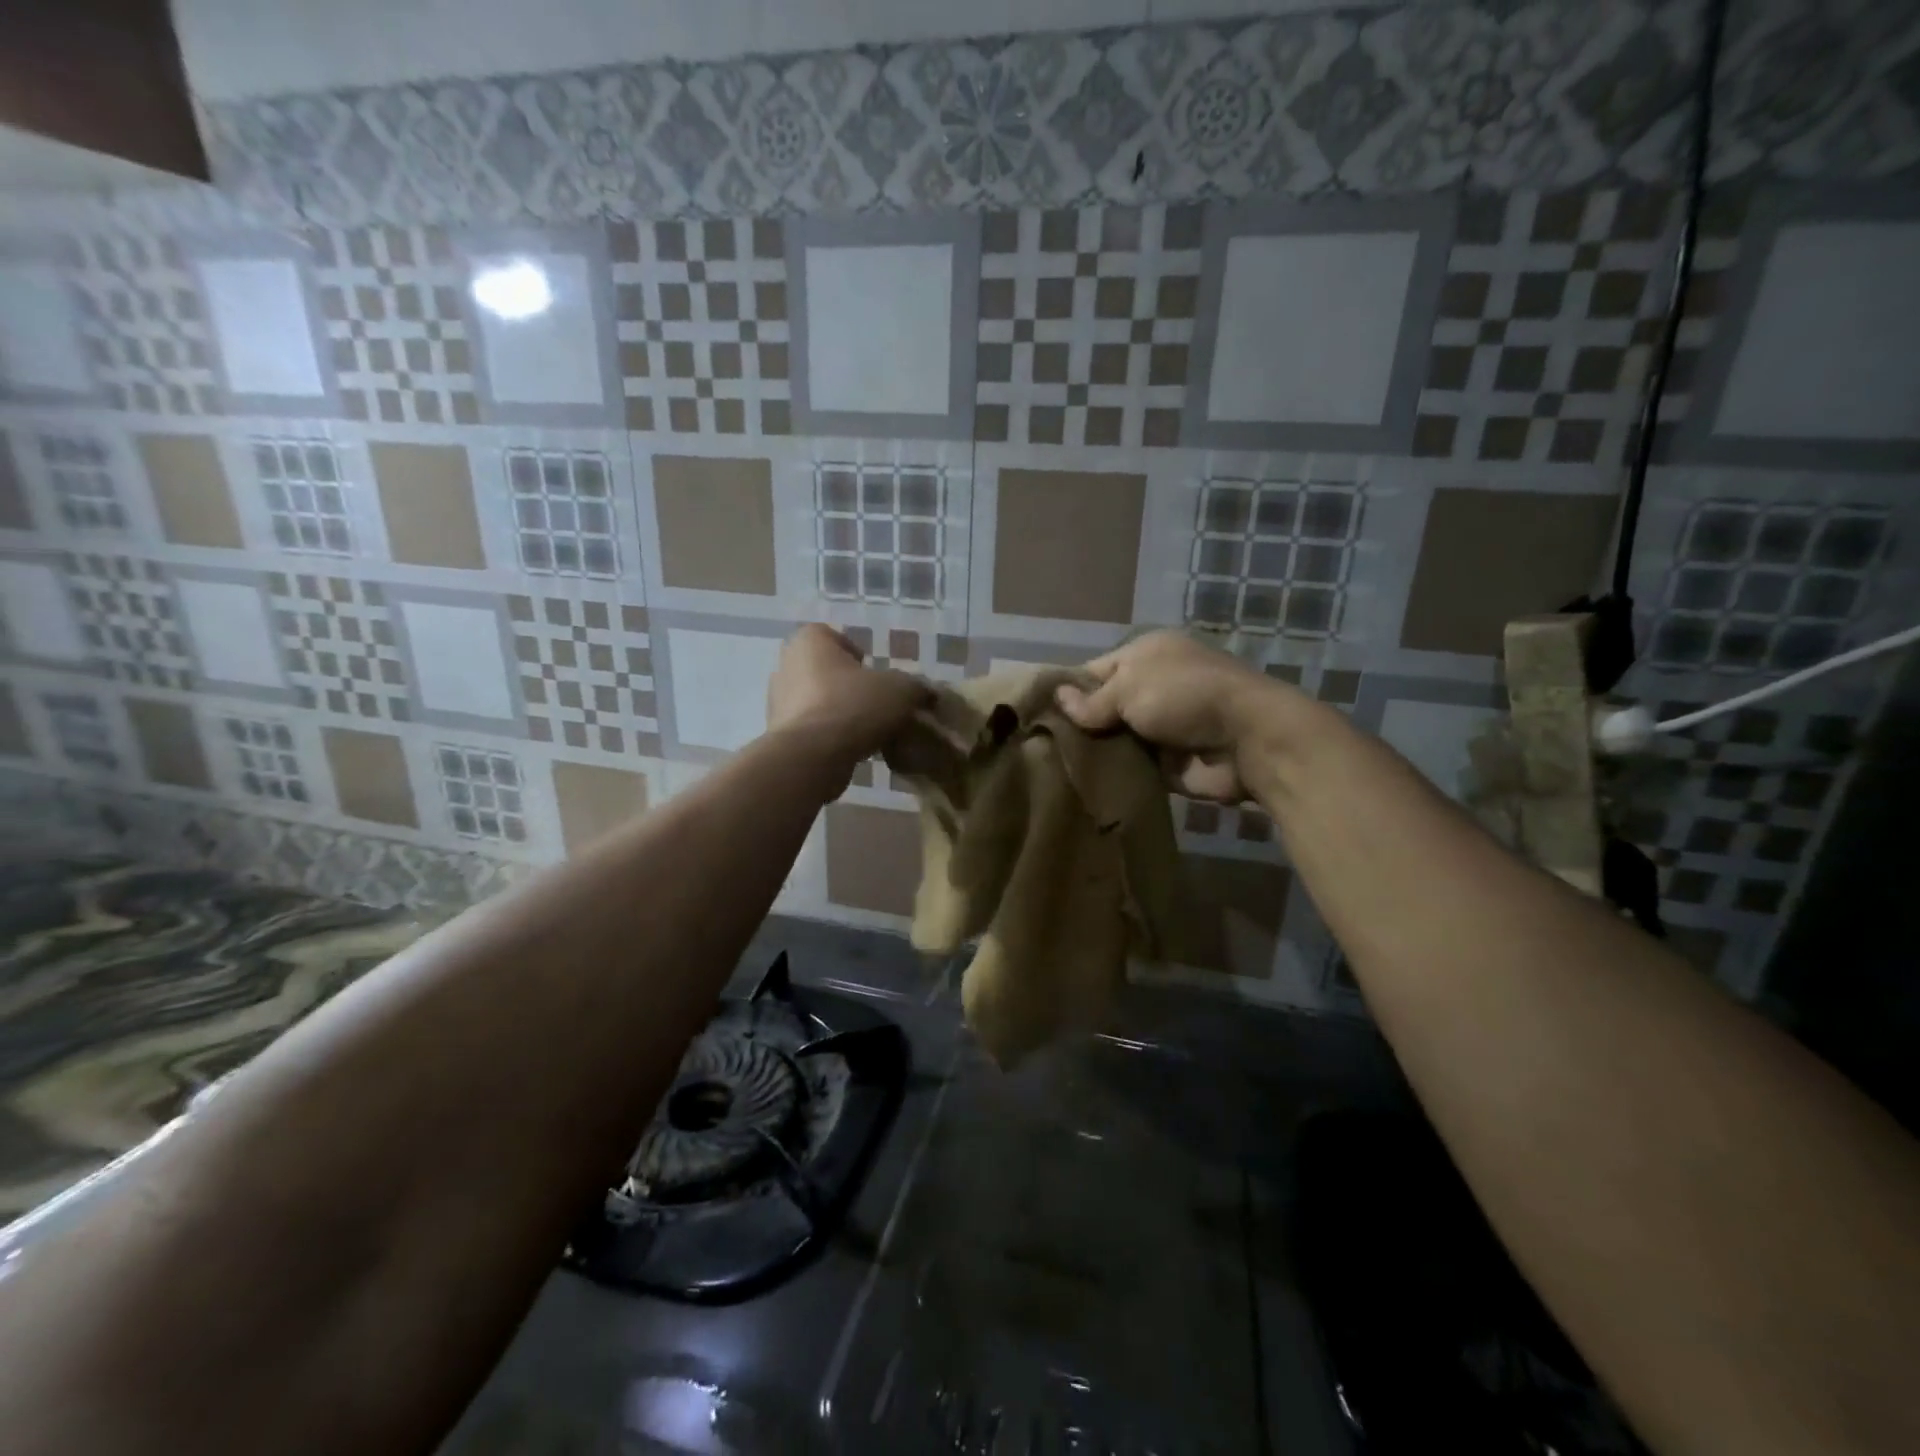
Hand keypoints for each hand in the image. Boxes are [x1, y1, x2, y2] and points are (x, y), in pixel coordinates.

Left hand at [766, 624, 928, 778]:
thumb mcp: (901, 691)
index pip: (832, 636)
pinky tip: (850, 750)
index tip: (875, 674)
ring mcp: (777, 702)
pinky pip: (810, 730)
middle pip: (824, 671)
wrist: (812, 757)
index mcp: (809, 642)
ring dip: (839, 713)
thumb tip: (927, 693)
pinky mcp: (779, 736)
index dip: (856, 653)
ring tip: (867, 731)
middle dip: (848, 686)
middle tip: (875, 703)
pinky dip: (828, 737)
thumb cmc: (853, 706)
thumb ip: (916, 687)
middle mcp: (786, 666)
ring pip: (816, 702)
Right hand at [1054, 631, 1299, 803]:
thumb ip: (1092, 700)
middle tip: (1038, 747)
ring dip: (1094, 753)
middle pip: (1102, 708)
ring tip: (1051, 768)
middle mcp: (1151, 688)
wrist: (1247, 741)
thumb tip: (1058, 699)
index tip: (1036, 714)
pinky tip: (1080, 785)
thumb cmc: (1184, 697)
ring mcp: (1160, 727)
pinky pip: (1131, 767)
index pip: (1094, 671)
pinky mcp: (1167, 763)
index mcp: (1145, 656)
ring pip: (1114, 740)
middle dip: (1077, 726)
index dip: (1067, 691)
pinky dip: (1113, 774)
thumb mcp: (1130, 687)